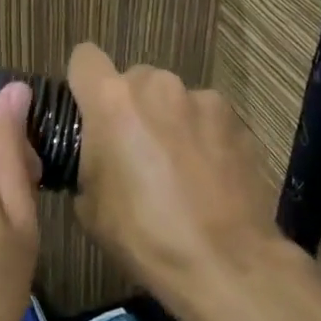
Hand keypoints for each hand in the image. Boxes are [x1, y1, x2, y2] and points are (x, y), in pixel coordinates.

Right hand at [66, 43, 297, 320]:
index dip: (82, 81)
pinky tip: (209, 177)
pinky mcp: (238, 120)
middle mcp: (158, 85)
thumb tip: (96, 152)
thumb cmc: (143, 235)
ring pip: (172, 98)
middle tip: (133, 151)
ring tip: (178, 168)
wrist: (225, 263)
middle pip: (133, 79)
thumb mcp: (89, 203)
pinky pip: (206, 118)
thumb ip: (87, 158)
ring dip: (168, 120)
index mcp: (112, 100)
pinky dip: (202, 137)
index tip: (87, 110)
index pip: (84, 58)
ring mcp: (203, 99)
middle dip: (129, 107)